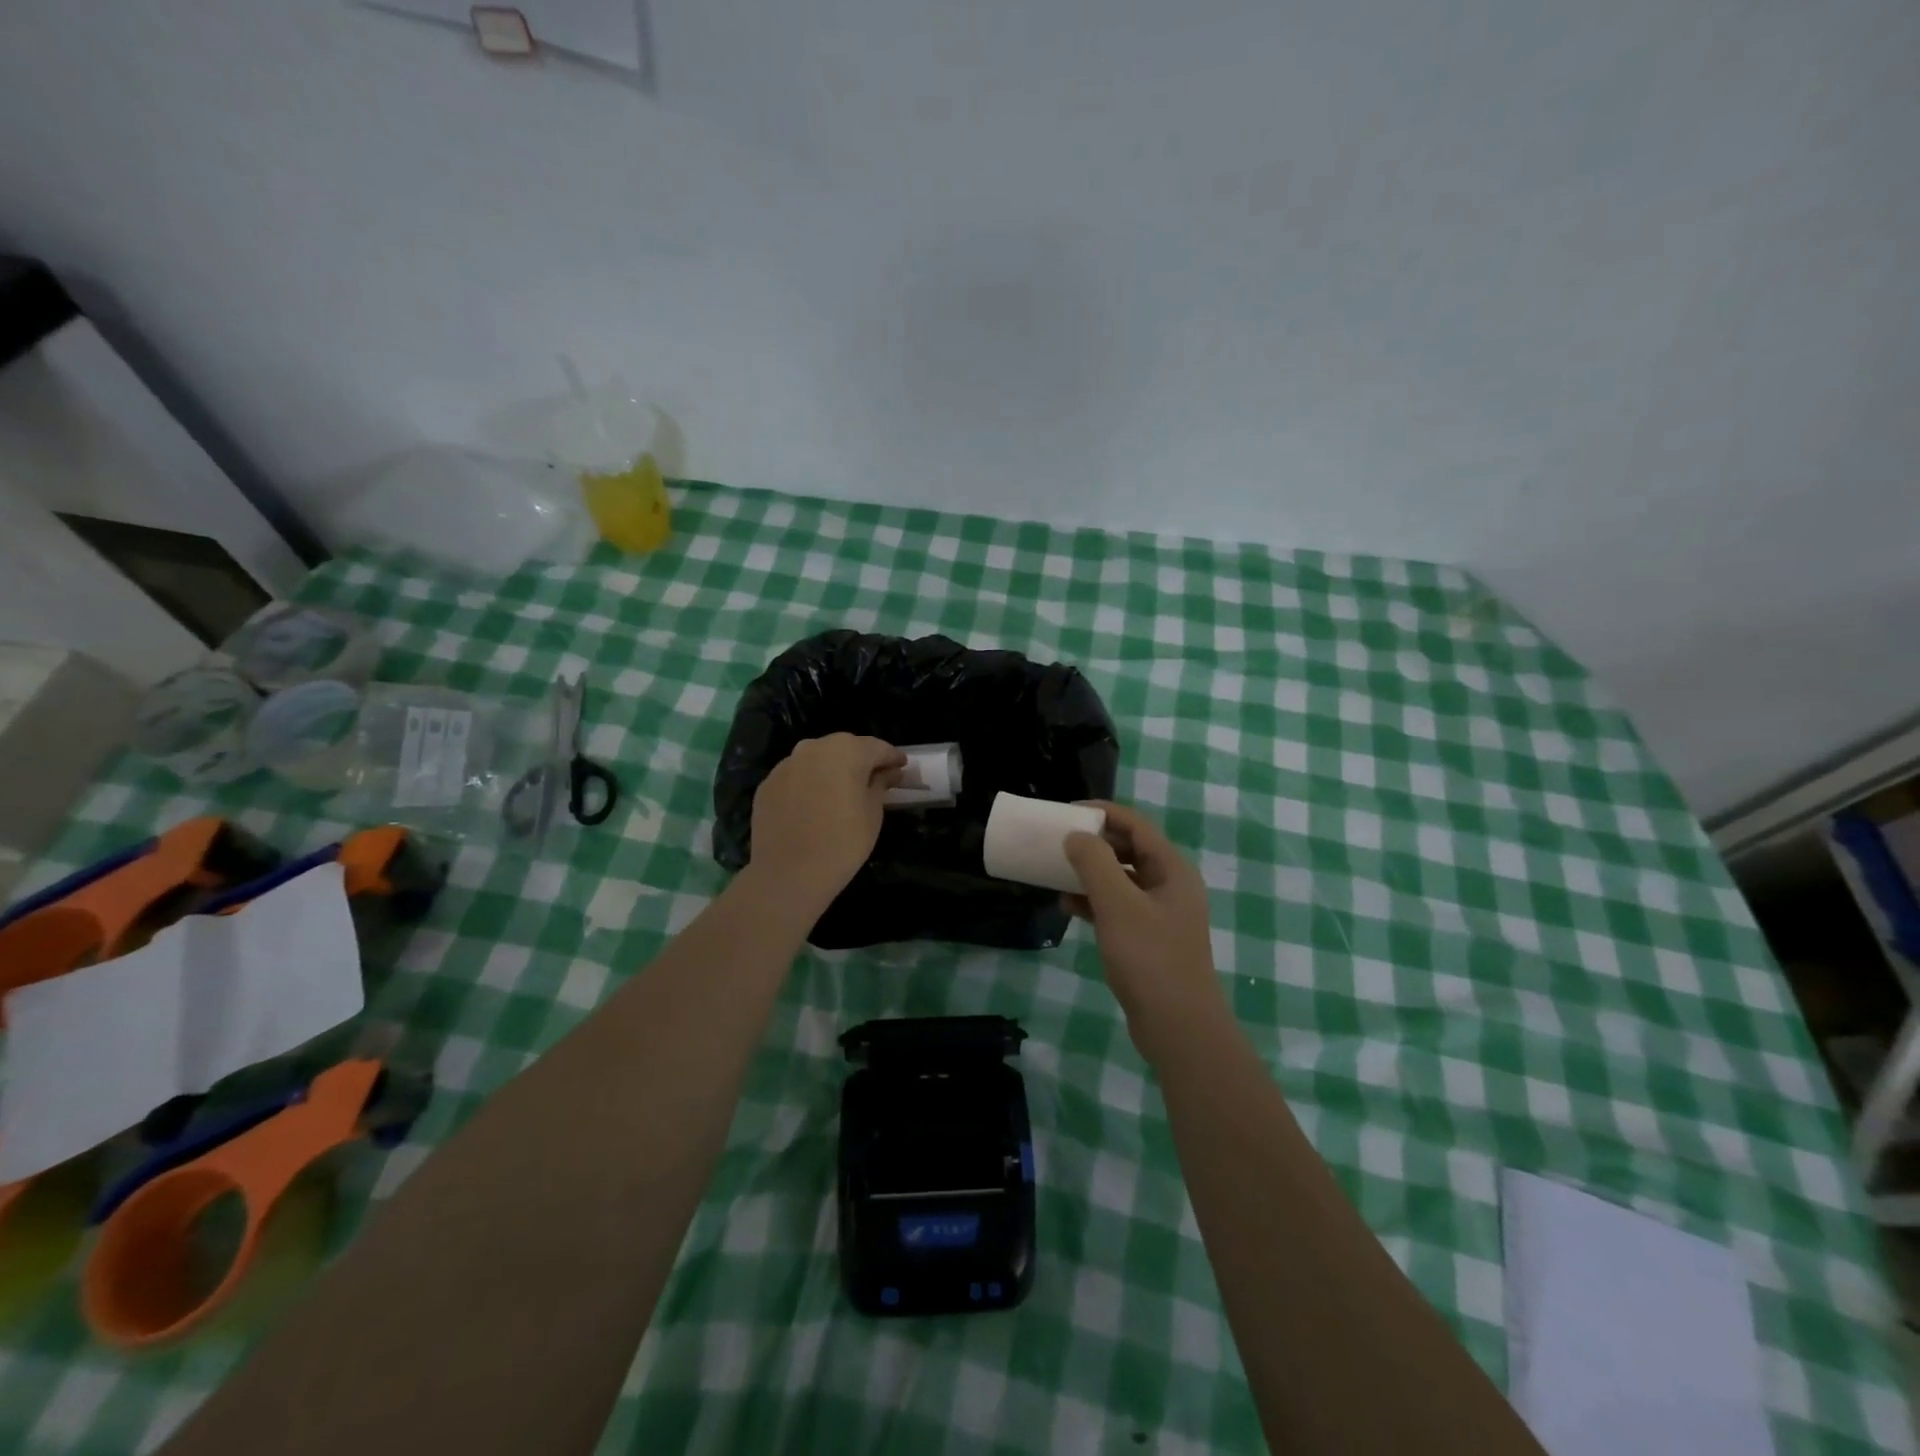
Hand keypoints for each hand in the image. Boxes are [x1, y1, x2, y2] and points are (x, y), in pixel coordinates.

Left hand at [746, 734, 905, 911]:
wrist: (788, 874)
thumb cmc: (843, 842)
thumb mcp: (873, 813)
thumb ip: (881, 784)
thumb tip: (889, 772)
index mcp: (846, 750)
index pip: (877, 747)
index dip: (892, 757)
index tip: (902, 766)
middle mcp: (813, 748)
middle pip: (844, 748)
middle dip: (860, 760)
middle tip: (874, 778)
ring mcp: (786, 764)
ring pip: (817, 760)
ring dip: (832, 770)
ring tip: (842, 792)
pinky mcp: (767, 784)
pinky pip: (796, 777)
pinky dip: (808, 784)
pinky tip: (814, 805)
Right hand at [1063, 802, 1226, 1063]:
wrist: (1179, 1027)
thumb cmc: (1150, 958)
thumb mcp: (1117, 904)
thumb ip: (1094, 863)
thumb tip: (1076, 836)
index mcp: (1172, 869)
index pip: (1135, 825)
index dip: (1102, 812)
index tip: (1066, 812)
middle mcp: (1170, 885)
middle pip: (1129, 849)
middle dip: (1094, 843)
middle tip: (1059, 842)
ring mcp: (1161, 913)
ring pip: (1122, 879)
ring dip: (1091, 873)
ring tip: (1058, 874)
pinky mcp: (1150, 938)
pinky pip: (1119, 906)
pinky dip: (1095, 902)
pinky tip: (1069, 908)